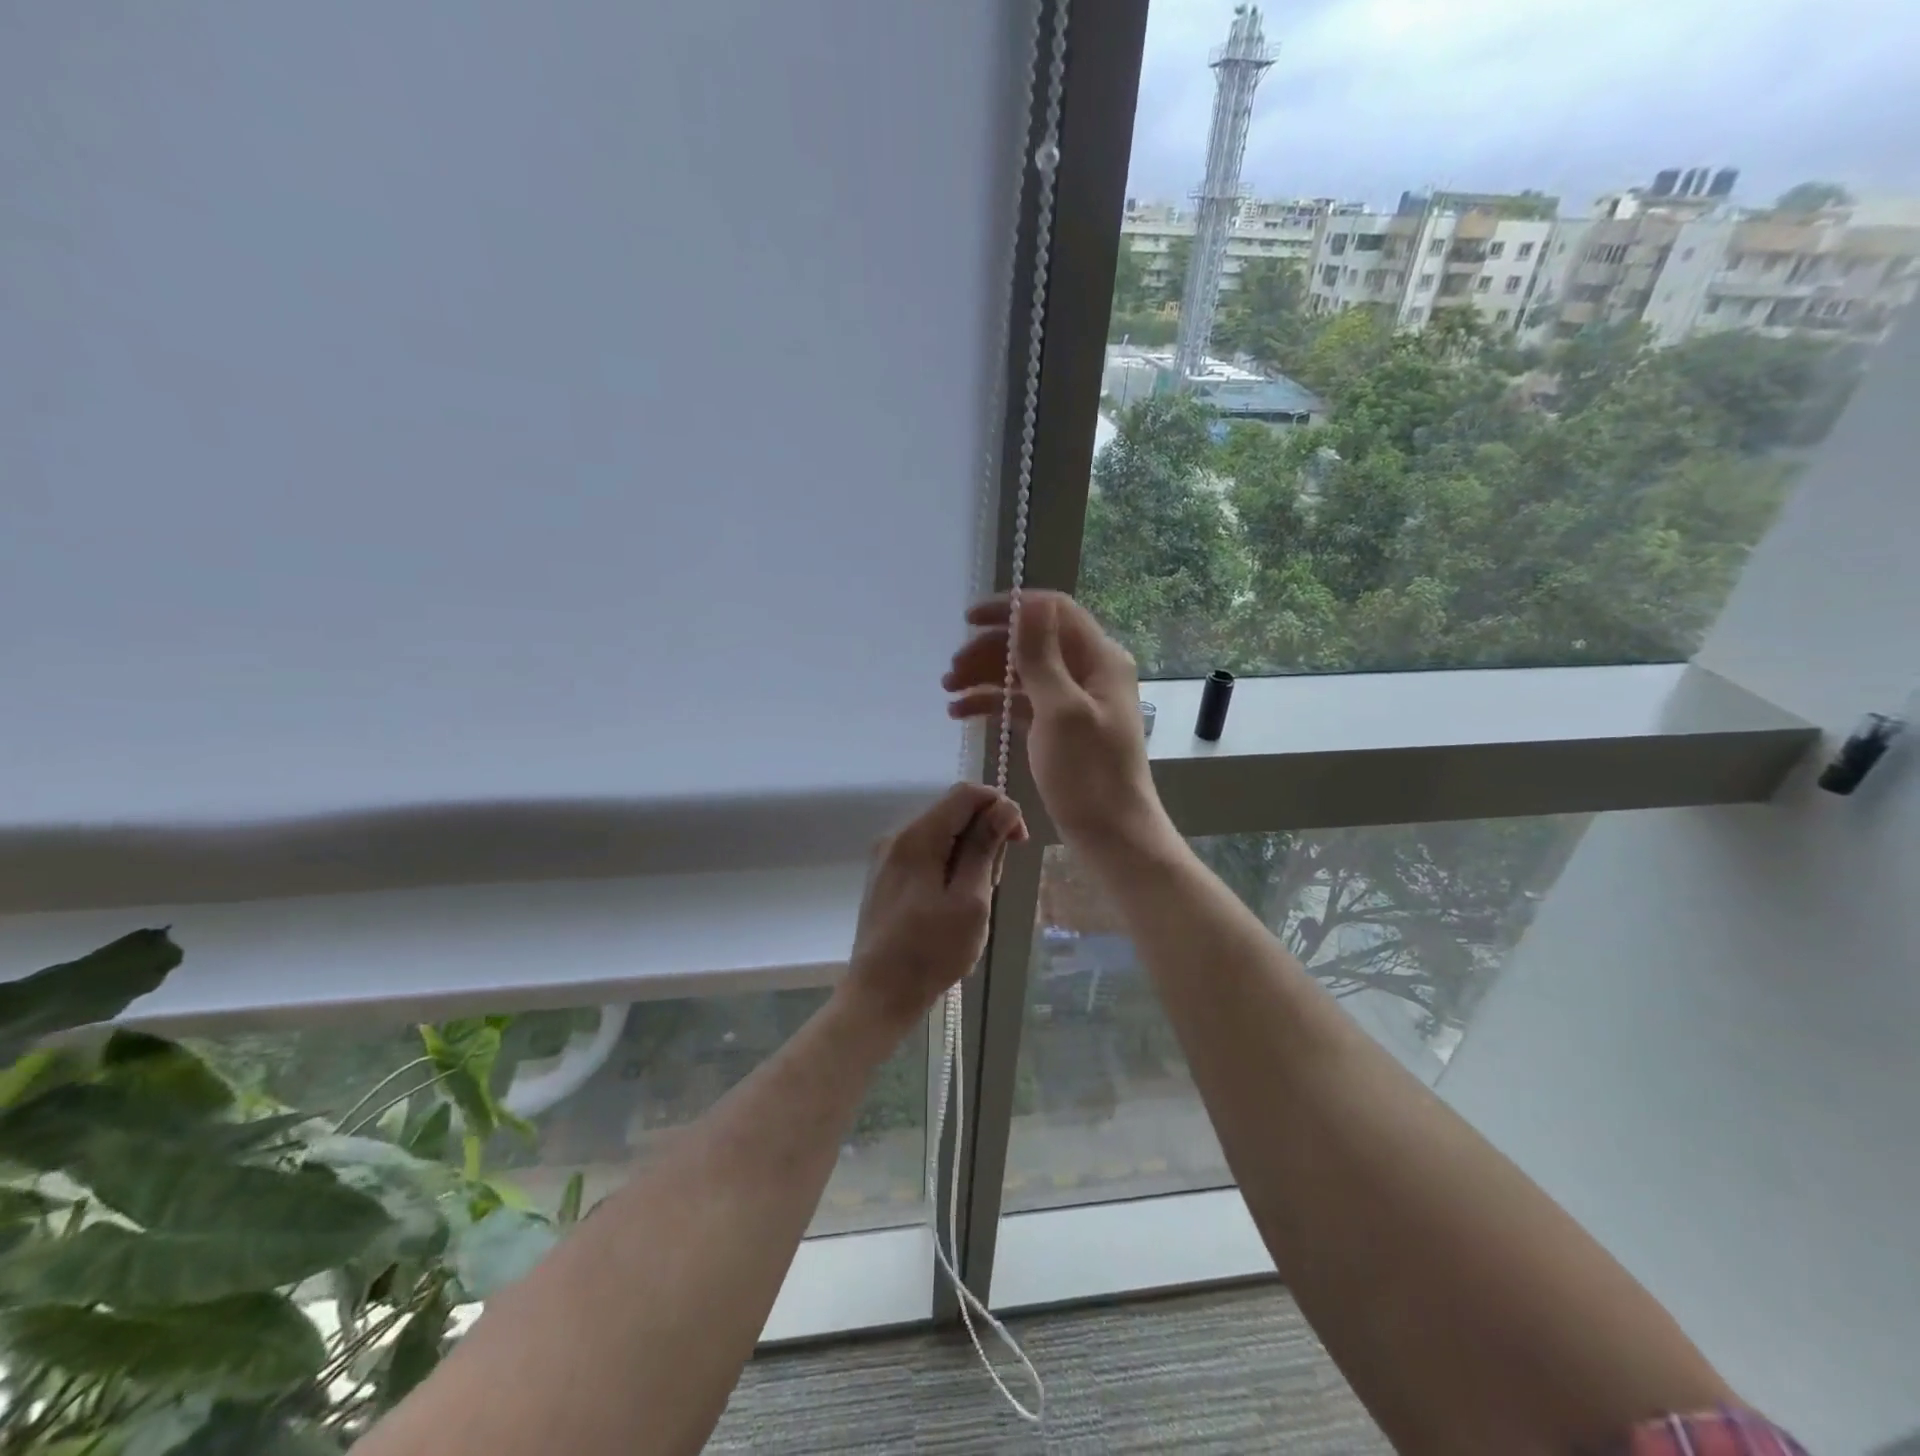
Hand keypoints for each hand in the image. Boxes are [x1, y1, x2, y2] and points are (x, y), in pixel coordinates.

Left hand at [843, 782, 1027, 1029]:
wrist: (878, 995)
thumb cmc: (931, 952)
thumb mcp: (970, 900)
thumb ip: (985, 848)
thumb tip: (1004, 806)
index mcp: (916, 837)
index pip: (966, 794)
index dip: (1000, 806)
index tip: (1019, 841)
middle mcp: (897, 836)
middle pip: (953, 813)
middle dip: (984, 837)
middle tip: (992, 884)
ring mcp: (887, 857)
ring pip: (942, 835)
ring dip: (968, 856)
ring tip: (973, 901)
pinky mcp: (886, 877)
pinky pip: (926, 855)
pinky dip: (949, 868)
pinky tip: (953, 905)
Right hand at [944, 591, 1170, 849]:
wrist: (1112, 836)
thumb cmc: (1088, 774)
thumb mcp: (1060, 710)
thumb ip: (1040, 656)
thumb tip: (1027, 605)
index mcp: (1100, 659)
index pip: (1053, 611)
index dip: (1011, 609)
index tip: (968, 619)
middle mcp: (1089, 672)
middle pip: (1033, 643)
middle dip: (989, 650)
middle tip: (950, 670)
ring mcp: (1074, 701)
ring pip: (1023, 674)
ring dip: (985, 677)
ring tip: (948, 692)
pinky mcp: (1060, 728)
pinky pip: (1022, 703)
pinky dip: (994, 704)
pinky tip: (961, 713)